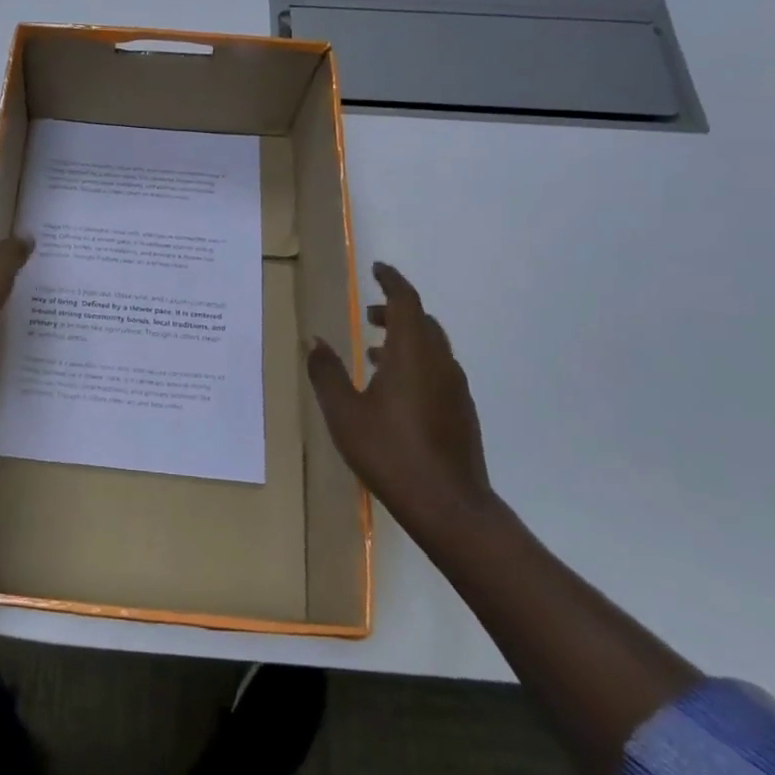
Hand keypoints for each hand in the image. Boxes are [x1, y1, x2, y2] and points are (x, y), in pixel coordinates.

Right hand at [306, 261, 493, 538]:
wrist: (448, 506)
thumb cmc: (390, 452)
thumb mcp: (344, 413)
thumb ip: (326, 372)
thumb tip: (314, 339)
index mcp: (412, 353)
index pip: (406, 301)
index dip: (391, 280)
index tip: (376, 269)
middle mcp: (439, 361)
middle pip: (421, 321)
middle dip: (394, 310)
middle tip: (367, 314)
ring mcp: (454, 387)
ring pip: (431, 346)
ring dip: (404, 338)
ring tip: (372, 353)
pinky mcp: (461, 411)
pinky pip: (437, 369)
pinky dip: (415, 362)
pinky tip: (393, 390)